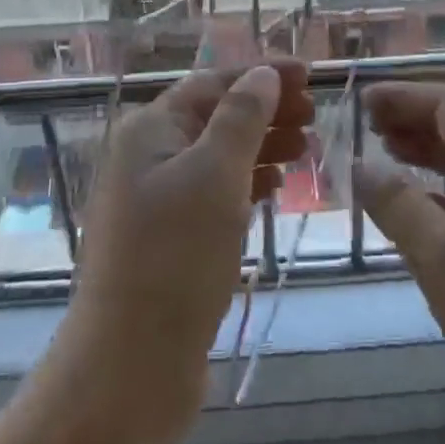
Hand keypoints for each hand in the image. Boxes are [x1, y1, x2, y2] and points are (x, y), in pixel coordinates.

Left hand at [55, 61, 313, 437]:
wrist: (129, 369)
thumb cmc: (174, 259)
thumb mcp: (215, 176)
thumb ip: (242, 118)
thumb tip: (263, 73)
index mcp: (150, 130)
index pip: (213, 83)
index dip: (262, 74)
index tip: (312, 73)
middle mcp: (148, 157)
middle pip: (215, 117)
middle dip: (266, 110)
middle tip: (315, 114)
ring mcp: (156, 201)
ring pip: (217, 156)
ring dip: (261, 145)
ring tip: (306, 147)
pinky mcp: (170, 240)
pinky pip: (214, 194)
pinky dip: (247, 183)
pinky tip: (275, 187)